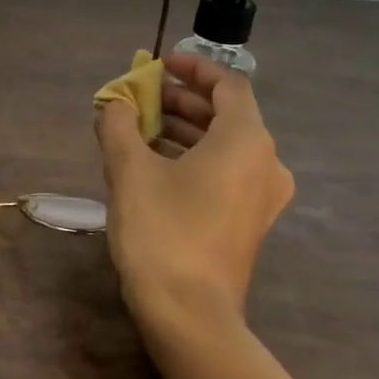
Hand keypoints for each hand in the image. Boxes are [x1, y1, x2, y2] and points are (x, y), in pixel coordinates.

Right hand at [96, 51, 293, 338]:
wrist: (190, 314)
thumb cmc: (162, 231)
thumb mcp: (129, 171)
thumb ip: (118, 125)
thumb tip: (113, 104)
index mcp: (246, 141)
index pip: (228, 85)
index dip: (194, 68)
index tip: (161, 64)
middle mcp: (265, 162)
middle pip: (226, 115)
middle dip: (181, 101)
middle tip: (140, 97)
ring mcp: (261, 196)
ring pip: (224, 145)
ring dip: (183, 130)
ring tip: (138, 129)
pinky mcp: (249, 221)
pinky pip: (225, 172)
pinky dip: (193, 158)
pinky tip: (154, 165)